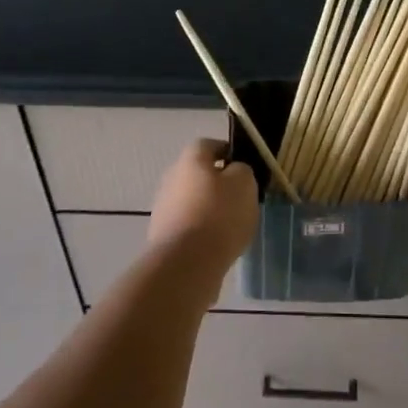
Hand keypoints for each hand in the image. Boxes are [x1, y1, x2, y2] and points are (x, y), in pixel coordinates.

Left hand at [147, 138, 258, 267]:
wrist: (186, 263)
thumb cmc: (219, 214)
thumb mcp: (244, 184)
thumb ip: (242, 170)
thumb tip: (234, 171)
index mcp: (191, 159)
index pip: (209, 145)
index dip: (228, 153)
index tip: (244, 168)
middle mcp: (171, 177)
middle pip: (199, 174)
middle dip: (218, 184)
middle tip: (240, 198)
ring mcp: (163, 207)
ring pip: (193, 201)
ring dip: (209, 209)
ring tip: (231, 226)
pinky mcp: (162, 235)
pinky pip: (188, 225)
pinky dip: (201, 231)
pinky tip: (217, 245)